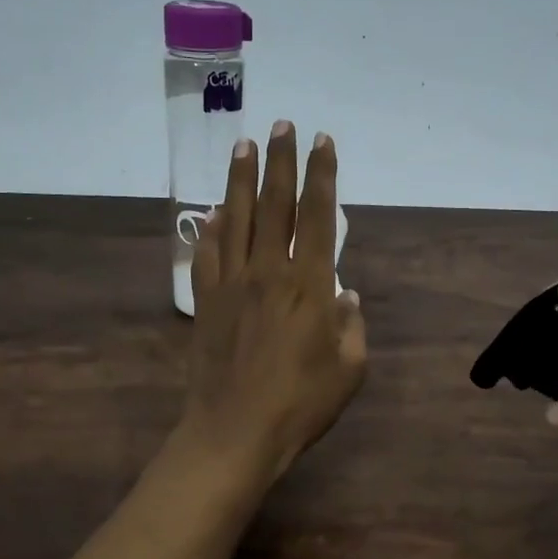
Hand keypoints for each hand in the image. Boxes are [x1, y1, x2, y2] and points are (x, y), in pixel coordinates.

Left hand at [181, 120, 366, 486]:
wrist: (234, 433)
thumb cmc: (300, 405)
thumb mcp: (349, 370)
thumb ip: (351, 326)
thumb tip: (344, 293)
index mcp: (309, 285)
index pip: (319, 216)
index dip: (322, 175)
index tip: (322, 142)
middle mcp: (269, 272)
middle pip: (275, 204)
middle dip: (280, 161)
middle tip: (282, 125)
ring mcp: (232, 284)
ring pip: (237, 218)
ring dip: (241, 178)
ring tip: (244, 144)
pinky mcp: (206, 302)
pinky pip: (209, 254)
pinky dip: (211, 227)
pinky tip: (212, 211)